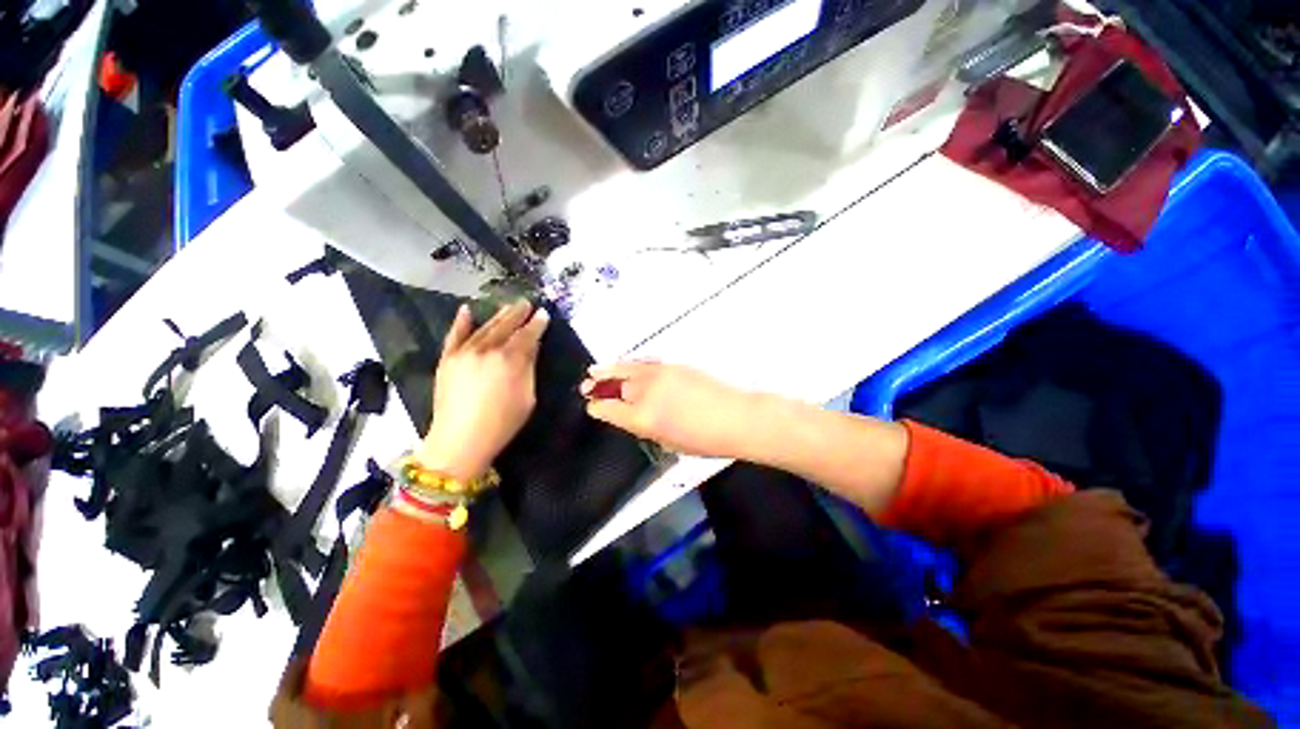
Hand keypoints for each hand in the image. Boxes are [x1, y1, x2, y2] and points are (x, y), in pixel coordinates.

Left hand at [417, 301, 548, 479]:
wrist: (459, 440)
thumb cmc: (499, 427)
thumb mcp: (526, 400)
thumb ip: (528, 369)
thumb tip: (531, 347)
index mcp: (509, 359)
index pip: (527, 335)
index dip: (536, 324)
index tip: (543, 314)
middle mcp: (487, 348)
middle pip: (505, 325)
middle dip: (517, 313)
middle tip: (525, 304)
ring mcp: (464, 351)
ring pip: (484, 327)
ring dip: (497, 316)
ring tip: (506, 308)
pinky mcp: (447, 358)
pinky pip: (455, 334)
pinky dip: (461, 322)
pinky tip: (466, 310)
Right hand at [581, 363, 753, 457]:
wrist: (736, 418)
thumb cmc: (705, 441)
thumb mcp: (668, 443)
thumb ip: (645, 428)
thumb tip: (632, 417)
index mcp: (641, 418)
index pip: (608, 409)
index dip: (597, 409)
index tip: (592, 408)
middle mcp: (645, 393)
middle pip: (615, 386)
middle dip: (599, 387)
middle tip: (585, 386)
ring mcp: (659, 375)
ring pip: (626, 369)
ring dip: (609, 370)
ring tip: (594, 371)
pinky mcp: (673, 365)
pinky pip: (643, 363)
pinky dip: (629, 364)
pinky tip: (624, 366)